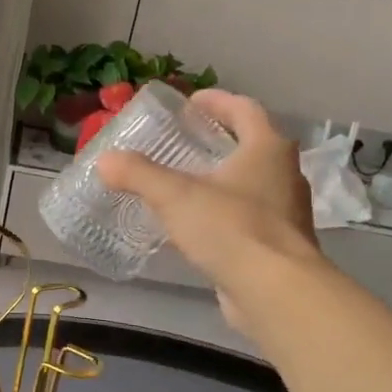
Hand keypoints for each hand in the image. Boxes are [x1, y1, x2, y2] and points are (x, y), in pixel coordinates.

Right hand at [97, 89, 321, 336]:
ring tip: (184, 185)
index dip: (216, 101)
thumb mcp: (175, 196)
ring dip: (220, 179)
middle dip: (217, 141)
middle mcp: (284, 174)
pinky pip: (247, 217)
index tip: (188, 104)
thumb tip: (105, 160)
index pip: (244, 109)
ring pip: (250, 183)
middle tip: (181, 143)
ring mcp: (285, 211)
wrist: (275, 291)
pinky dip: (223, 213)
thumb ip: (138, 175)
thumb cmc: (230, 229)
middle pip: (251, 145)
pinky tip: (196, 227)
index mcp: (267, 149)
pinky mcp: (278, 244)